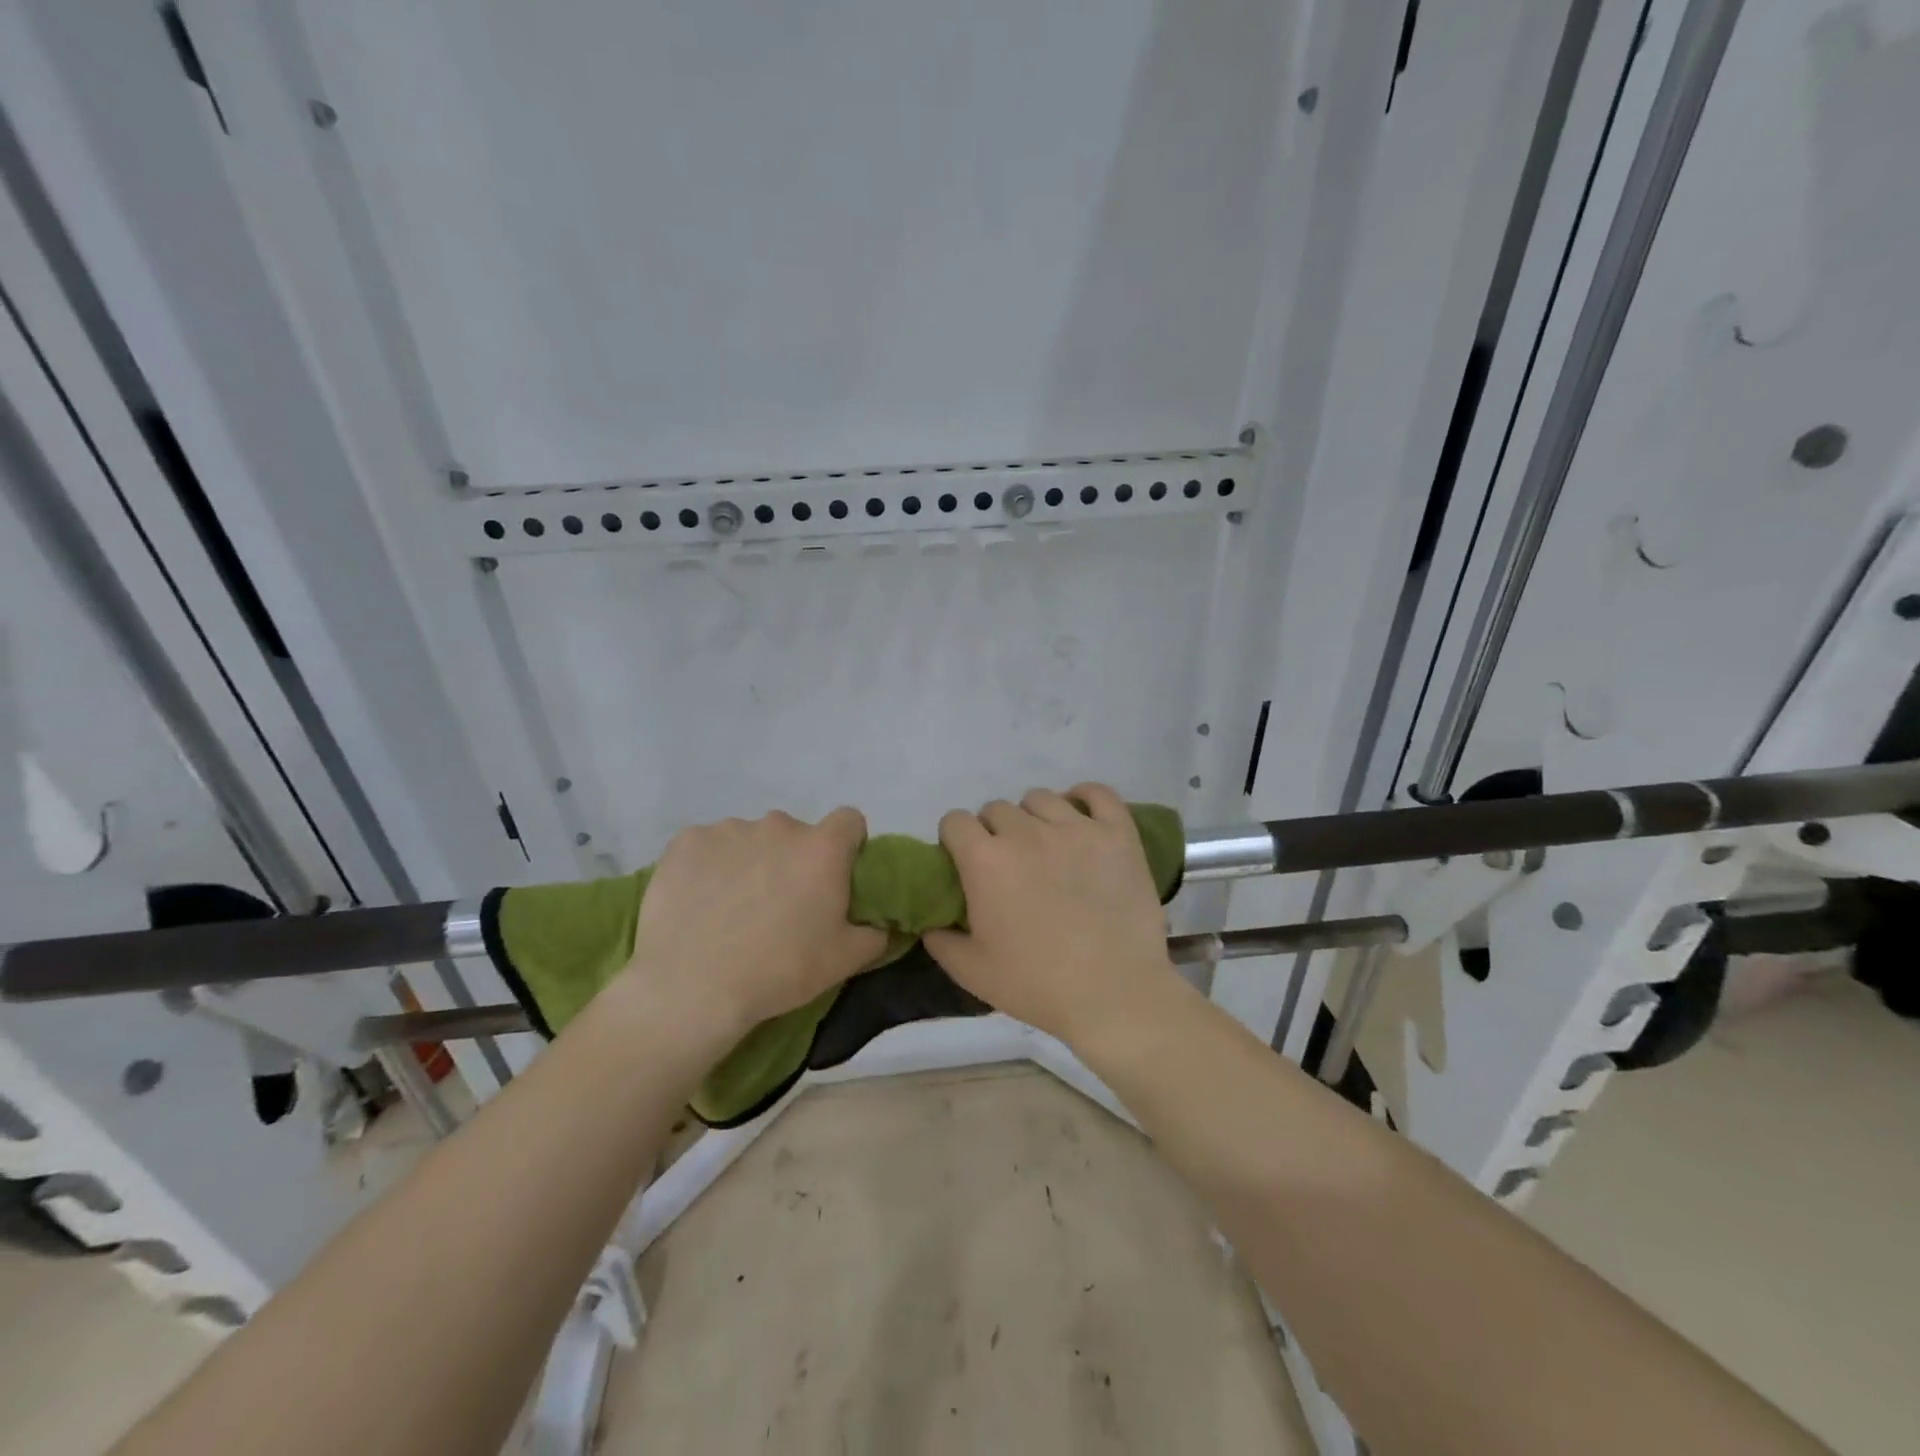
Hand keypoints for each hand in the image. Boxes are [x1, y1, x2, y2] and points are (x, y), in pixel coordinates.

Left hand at [625, 808, 887, 1035]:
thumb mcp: (845, 960)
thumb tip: (882, 921)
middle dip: (792, 859)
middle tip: (779, 904)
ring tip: (732, 908)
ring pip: (750, 839)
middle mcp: (778, 826)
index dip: (846, 846)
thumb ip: (876, 932)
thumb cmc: (779, 971)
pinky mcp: (686, 841)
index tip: (834, 878)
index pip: (849, 821)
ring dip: (750, 862)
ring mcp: (728, 829)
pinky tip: (698, 902)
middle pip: (795, 833)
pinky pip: (707, 846)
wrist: (691, 988)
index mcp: (822, 848)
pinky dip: (708, 866)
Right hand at [923, 784, 1178, 1047]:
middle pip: (997, 808)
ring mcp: (1076, 828)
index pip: (956, 821)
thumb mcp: (971, 972)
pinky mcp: (1117, 834)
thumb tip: (931, 922)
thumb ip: (941, 940)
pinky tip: (1081, 816)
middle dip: (994, 831)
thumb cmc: (1037, 985)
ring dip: (1034, 817)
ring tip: (1045, 845)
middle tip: (1008, 864)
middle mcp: (1027, 832)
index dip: (955, 840)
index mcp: (986, 860)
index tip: (963, 861)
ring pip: (1042, 798)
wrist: (1114, 995)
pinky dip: (1086, 797)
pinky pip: (1099, 794)